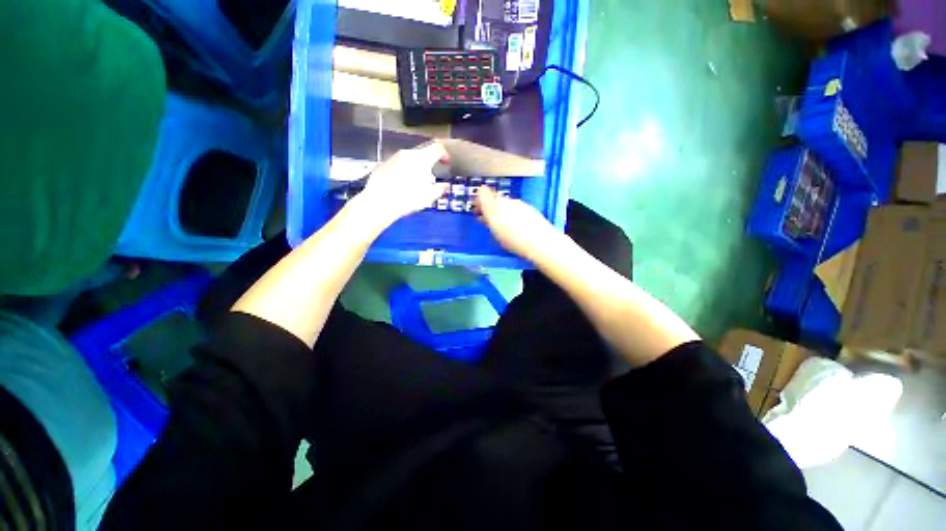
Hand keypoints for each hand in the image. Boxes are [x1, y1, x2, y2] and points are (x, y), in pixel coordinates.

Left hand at [359, 142, 450, 224]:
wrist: (379, 202)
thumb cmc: (407, 199)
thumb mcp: (428, 197)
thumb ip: (439, 189)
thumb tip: (444, 186)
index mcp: (422, 159)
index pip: (438, 148)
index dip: (445, 154)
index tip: (446, 163)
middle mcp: (407, 154)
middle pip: (423, 153)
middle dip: (429, 163)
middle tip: (431, 178)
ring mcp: (394, 157)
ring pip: (410, 158)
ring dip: (416, 168)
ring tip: (415, 185)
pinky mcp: (383, 164)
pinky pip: (398, 164)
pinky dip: (404, 171)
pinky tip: (401, 186)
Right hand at [475, 187, 561, 260]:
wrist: (540, 242)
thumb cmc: (514, 239)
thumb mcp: (494, 230)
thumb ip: (487, 219)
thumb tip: (482, 214)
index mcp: (495, 204)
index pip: (482, 192)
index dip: (478, 200)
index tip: (477, 210)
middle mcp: (507, 200)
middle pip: (494, 198)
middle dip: (490, 207)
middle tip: (487, 220)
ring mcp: (520, 204)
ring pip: (505, 203)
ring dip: (501, 211)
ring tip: (501, 226)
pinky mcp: (529, 209)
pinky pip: (516, 209)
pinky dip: (512, 214)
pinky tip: (514, 227)